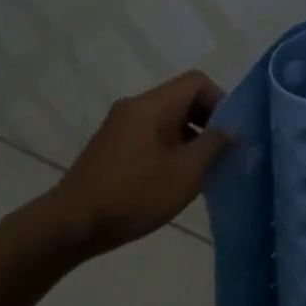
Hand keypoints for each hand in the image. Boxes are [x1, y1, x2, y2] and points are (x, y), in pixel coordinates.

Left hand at [44, 71, 228, 256]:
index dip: (221, 102)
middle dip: (207, 121)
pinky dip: (170, 148)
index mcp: (151, 106)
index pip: (196, 82)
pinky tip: (174, 179)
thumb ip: (214, 145)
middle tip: (221, 155)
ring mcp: (120, 126)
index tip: (229, 135)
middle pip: (181, 98)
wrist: (73, 224)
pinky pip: (151, 134)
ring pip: (167, 119)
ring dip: (190, 138)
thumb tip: (232, 128)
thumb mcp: (185, 173)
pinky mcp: (112, 146)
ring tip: (201, 171)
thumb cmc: (134, 196)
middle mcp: (134, 107)